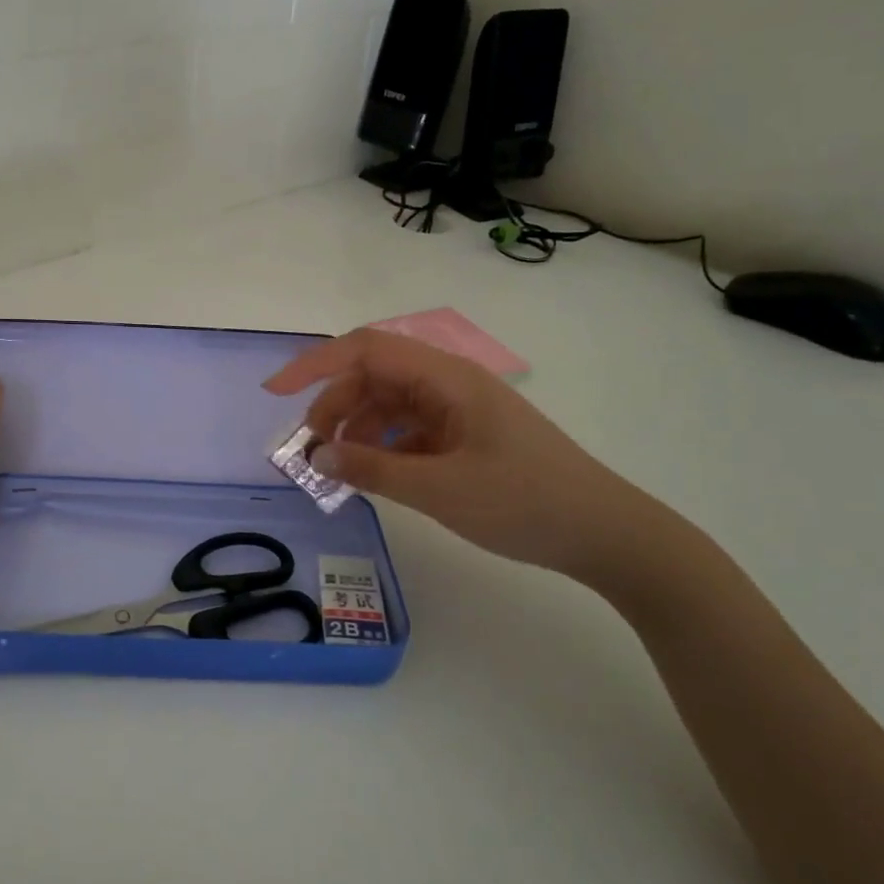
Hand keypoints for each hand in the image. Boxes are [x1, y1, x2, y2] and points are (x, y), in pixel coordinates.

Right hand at [263, 328, 659, 580]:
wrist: (606, 534)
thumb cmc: (526, 502)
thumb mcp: (441, 490)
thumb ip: (373, 470)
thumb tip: (316, 456)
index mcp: (447, 378)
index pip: (366, 349)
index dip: (316, 363)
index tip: (276, 393)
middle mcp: (449, 384)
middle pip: (373, 376)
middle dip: (334, 406)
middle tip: (311, 450)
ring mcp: (458, 411)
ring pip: (388, 404)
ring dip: (355, 428)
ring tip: (336, 468)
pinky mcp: (463, 437)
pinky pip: (407, 430)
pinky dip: (380, 447)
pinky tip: (370, 475)